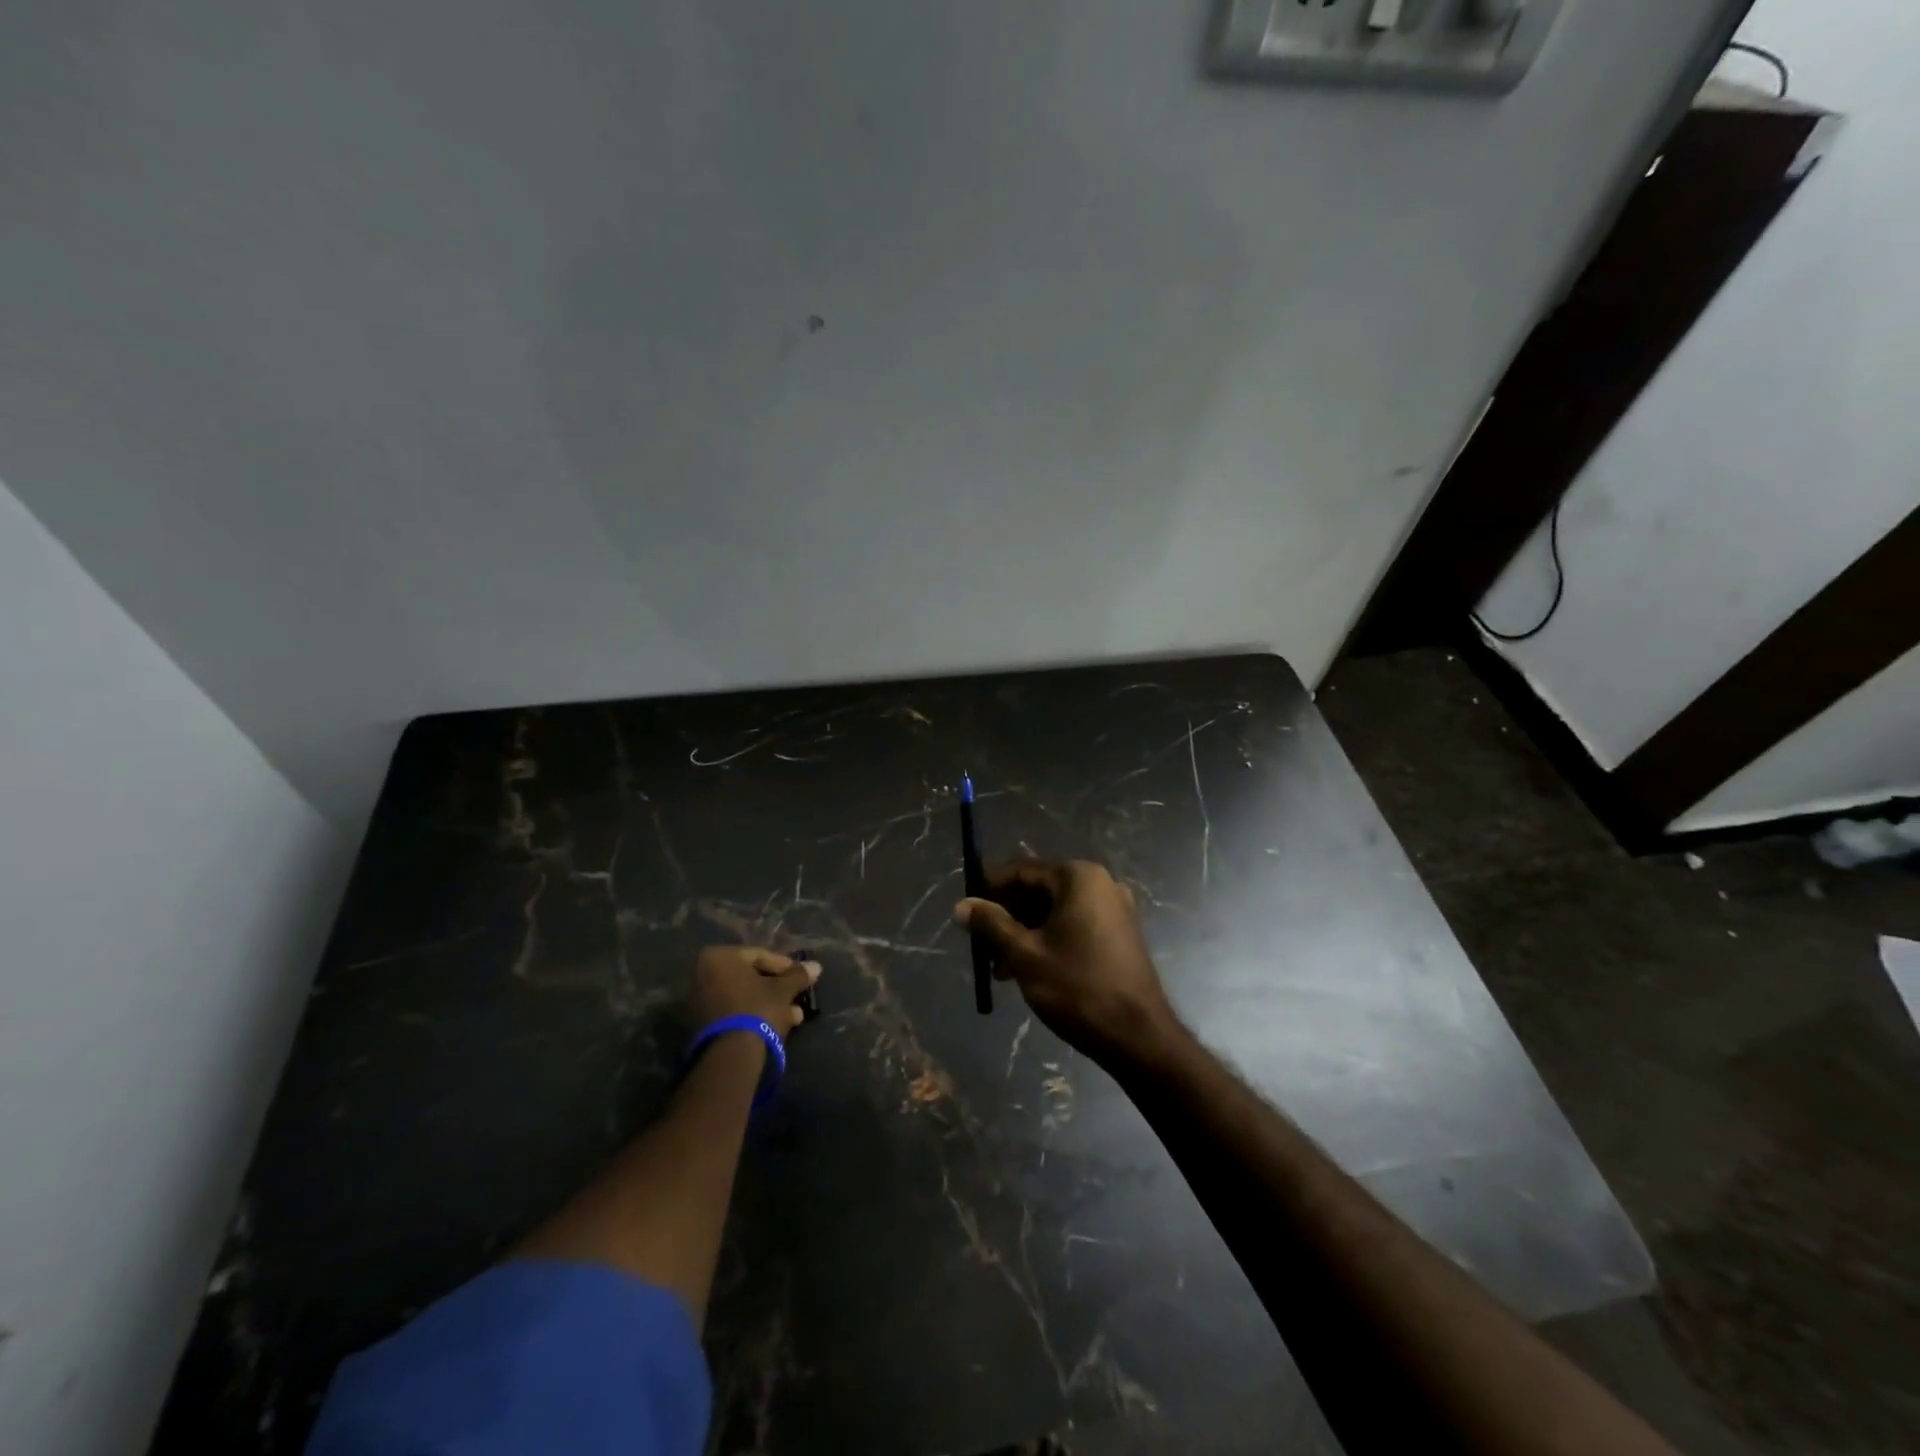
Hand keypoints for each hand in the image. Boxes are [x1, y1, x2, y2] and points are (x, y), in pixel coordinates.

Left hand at [692, 946, 820, 1032]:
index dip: (785, 966)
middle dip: (778, 988)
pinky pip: (736, 1011)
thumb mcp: (782, 990)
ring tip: (795, 1016)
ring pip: (745, 997)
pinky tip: (780, 1025)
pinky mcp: (704, 1025)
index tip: (801, 975)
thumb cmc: (757, 1008)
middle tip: (798, 995)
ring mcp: (701, 1001)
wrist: (732, 1055)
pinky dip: (755, 1014)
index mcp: (719, 957)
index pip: (759, 955)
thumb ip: (798, 976)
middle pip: (751, 977)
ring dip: (771, 1003)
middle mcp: (704, 975)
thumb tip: (816, 966)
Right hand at [954, 860, 1176, 1062]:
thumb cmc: (1077, 988)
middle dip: (1007, 916)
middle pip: (1039, 890)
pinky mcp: (1120, 934)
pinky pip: (1074, 925)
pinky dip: (1048, 940)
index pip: (1022, 871)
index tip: (967, 912)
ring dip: (1025, 933)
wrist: (1138, 1036)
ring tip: (1001, 970)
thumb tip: (961, 905)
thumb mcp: (1024, 954)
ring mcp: (1114, 908)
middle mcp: (1100, 883)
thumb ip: (991, 924)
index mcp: (1078, 877)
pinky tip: (1029, 970)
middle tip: (982, 947)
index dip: (989, 889)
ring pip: (1055, 911)